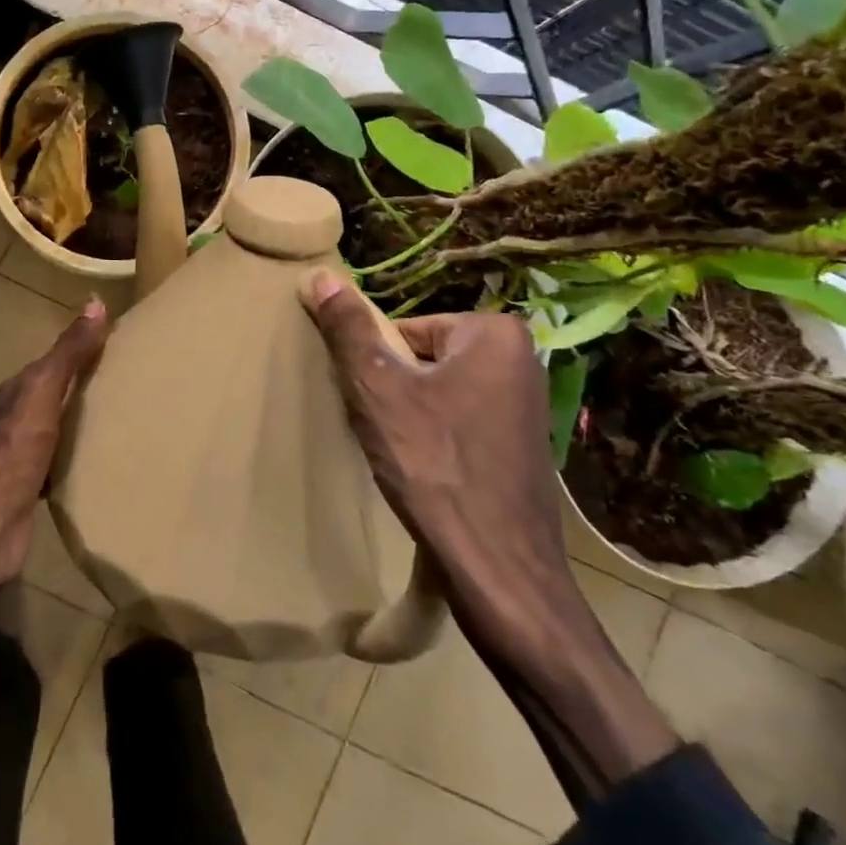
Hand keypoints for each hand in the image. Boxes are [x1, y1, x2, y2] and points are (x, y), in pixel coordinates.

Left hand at [0, 300, 109, 617]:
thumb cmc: (17, 448)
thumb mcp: (45, 390)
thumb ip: (68, 353)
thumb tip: (95, 304)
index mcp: (18, 391)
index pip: (53, 362)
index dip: (81, 351)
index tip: (118, 347)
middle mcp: (18, 418)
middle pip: (57, 394)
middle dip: (86, 388)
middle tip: (129, 384)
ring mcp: (24, 453)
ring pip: (60, 428)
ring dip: (84, 422)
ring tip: (124, 421)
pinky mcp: (34, 486)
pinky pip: (64, 461)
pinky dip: (81, 456)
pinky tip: (104, 461)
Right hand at [300, 272, 573, 649]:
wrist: (498, 570)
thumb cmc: (435, 466)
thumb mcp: (377, 388)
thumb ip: (347, 328)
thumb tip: (318, 275)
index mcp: (493, 333)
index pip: (405, 330)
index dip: (377, 367)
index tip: (373, 406)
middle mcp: (520, 359)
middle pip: (422, 359)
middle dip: (394, 391)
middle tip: (384, 433)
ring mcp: (526, 405)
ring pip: (439, 393)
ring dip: (410, 418)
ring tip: (402, 456)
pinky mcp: (522, 446)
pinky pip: (460, 423)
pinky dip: (435, 441)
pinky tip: (425, 473)